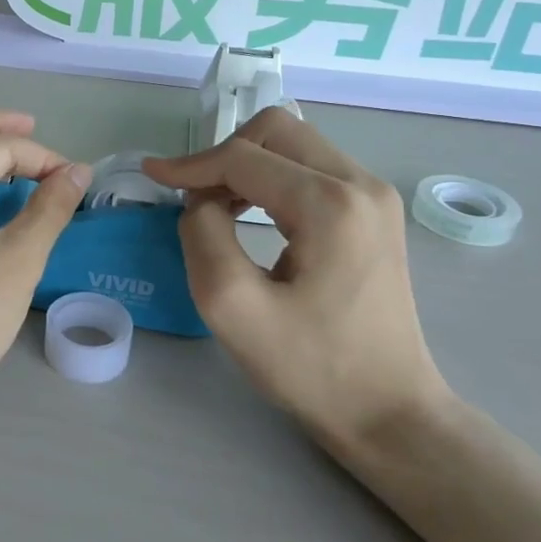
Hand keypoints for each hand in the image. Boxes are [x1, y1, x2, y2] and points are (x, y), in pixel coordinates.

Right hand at [144, 109, 451, 454]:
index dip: (190, 164)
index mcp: (331, 205)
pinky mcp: (374, 214)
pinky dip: (271, 178)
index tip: (151, 177)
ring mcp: (375, 197)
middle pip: (277, 130)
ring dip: (246, 164)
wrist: (389, 411)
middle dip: (223, 155)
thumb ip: (203, 236)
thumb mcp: (233, 308)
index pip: (244, 157)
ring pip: (295, 144)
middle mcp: (362, 185)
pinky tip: (250, 213)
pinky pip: (312, 169)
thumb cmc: (311, 368)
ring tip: (215, 207)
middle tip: (193, 197)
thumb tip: (202, 202)